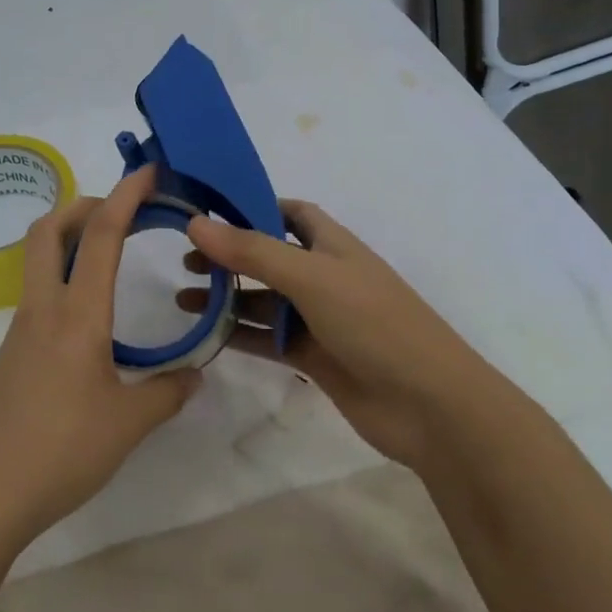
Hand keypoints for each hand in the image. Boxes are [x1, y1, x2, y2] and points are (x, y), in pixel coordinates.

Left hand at [0, 164, 201, 552]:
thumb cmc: (59, 452)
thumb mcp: (128, 424)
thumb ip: (167, 393)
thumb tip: (194, 375)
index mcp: (76, 315)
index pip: (100, 236)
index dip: (125, 196)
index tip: (147, 172)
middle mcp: (42, 310)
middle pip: (48, 231)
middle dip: (83, 205)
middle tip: (120, 210)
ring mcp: (18, 332)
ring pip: (37, 262)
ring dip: (69, 241)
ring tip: (110, 257)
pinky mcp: (9, 357)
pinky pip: (36, 297)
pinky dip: (62, 280)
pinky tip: (88, 318)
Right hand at [178, 201, 500, 472]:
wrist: (429, 405)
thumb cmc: (374, 323)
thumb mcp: (311, 277)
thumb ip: (252, 252)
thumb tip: (195, 223)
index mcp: (333, 245)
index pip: (290, 213)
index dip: (253, 206)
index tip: (208, 210)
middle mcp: (324, 276)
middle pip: (269, 258)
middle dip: (230, 256)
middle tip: (185, 260)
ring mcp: (319, 319)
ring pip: (264, 302)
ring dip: (227, 299)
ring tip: (182, 300)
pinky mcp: (314, 358)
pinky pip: (268, 340)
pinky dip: (240, 336)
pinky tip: (207, 337)